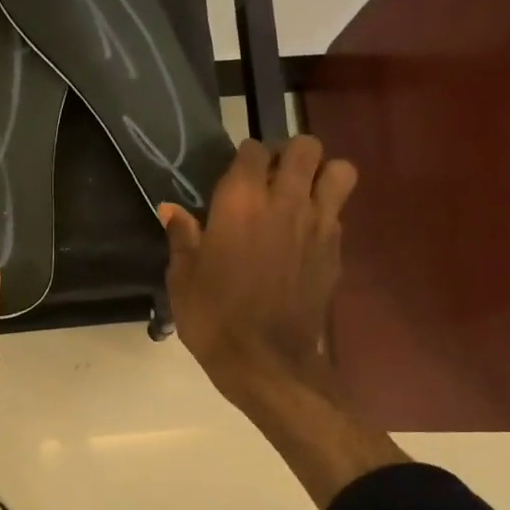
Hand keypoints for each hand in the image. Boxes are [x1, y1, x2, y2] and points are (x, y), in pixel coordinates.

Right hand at [160, 138, 400, 507]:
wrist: (266, 362)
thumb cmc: (213, 318)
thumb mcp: (182, 278)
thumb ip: (181, 237)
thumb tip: (170, 208)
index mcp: (240, 202)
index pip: (253, 149)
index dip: (244, 157)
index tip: (234, 176)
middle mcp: (284, 201)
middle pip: (305, 147)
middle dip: (290, 153)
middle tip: (272, 177)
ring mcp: (317, 224)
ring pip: (339, 171)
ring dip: (321, 175)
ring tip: (301, 196)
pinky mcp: (335, 250)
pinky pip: (338, 213)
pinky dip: (325, 214)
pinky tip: (303, 238)